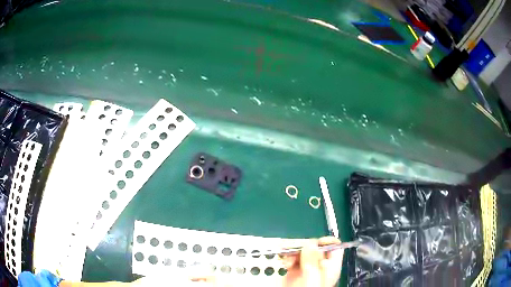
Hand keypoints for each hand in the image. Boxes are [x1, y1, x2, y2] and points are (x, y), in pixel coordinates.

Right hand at [282, 237, 343, 286]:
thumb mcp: (311, 279)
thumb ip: (312, 262)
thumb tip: (311, 243)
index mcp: (330, 267)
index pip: (334, 248)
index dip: (326, 242)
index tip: (313, 242)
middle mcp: (319, 266)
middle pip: (315, 248)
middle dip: (303, 247)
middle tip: (294, 251)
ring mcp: (305, 268)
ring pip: (302, 251)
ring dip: (292, 251)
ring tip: (286, 259)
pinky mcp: (293, 271)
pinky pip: (292, 258)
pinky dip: (287, 256)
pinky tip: (284, 261)